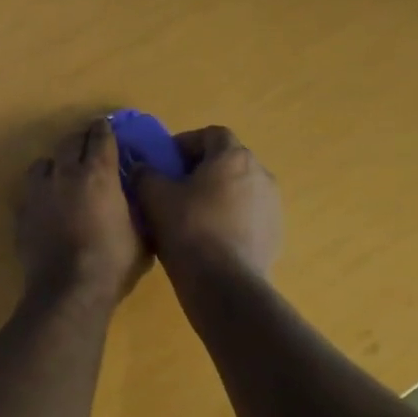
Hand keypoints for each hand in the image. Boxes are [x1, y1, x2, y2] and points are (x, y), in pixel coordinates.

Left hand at [18, 118, 149, 306]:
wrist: (68, 289)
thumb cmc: (113, 262)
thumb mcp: (141, 233)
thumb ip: (138, 207)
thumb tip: (138, 194)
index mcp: (98, 173)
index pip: (100, 137)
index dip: (104, 129)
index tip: (106, 126)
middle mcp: (65, 174)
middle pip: (69, 142)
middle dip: (80, 140)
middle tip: (88, 145)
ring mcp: (38, 191)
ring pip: (43, 162)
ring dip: (55, 163)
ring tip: (62, 173)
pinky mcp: (21, 212)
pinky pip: (30, 190)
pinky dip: (40, 190)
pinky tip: (47, 202)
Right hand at [132, 125, 281, 280]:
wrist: (223, 283)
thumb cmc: (188, 228)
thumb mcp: (153, 196)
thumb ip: (145, 173)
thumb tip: (142, 167)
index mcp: (233, 157)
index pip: (211, 134)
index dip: (187, 142)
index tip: (167, 161)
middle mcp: (260, 174)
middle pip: (228, 161)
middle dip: (202, 169)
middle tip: (176, 187)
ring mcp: (272, 205)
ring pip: (240, 189)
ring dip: (218, 194)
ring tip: (192, 215)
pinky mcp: (276, 233)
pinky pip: (248, 215)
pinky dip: (230, 218)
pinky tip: (210, 238)